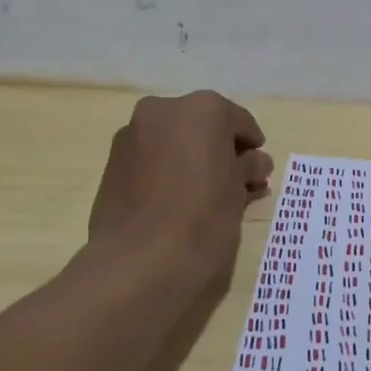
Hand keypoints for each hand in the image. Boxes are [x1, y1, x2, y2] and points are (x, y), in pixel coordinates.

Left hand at [86, 90, 273, 282]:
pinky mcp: (112, 163)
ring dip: (193, 161)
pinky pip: (152, 159)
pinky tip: (179, 201)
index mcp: (203, 108)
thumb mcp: (239, 191)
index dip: (252, 147)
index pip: (239, 122)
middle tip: (236, 183)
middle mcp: (164, 110)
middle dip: (221, 152)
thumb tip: (254, 162)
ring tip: (208, 197)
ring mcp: (133, 135)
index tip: (258, 171)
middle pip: (204, 127)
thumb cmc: (203, 217)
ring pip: (175, 142)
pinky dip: (168, 171)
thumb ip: (248, 167)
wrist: (138, 261)